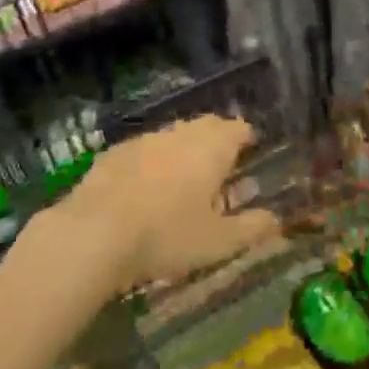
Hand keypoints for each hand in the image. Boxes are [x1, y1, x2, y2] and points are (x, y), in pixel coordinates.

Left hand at [62, 115, 279, 291]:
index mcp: (212, 148)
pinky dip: (152, 161)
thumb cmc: (166, 235)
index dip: (246, 138)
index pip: (238, 128)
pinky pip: (143, 149)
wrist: (93, 234)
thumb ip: (251, 228)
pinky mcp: (113, 154)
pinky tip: (144, 186)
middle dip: (217, 139)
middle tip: (220, 165)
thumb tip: (276, 219)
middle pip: (206, 125)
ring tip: (184, 177)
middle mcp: (181, 134)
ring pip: (173, 135)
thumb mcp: (218, 242)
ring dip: (183, 148)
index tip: (250, 152)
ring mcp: (144, 140)